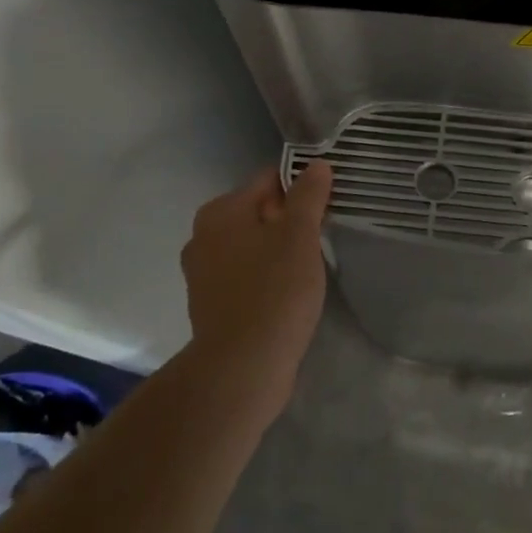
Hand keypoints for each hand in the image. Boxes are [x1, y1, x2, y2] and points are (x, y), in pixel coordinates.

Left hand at [180, 162, 333, 420]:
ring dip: (279, 250)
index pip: (269, 180)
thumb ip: (309, 196)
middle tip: (321, 238)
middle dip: (290, 221)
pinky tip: (288, 293)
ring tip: (309, 267)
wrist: (242, 367)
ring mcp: (203, 272)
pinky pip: (245, 274)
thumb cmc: (274, 291)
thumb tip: (316, 165)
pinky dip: (265, 276)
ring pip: (252, 245)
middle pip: (259, 212)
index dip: (302, 188)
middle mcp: (203, 235)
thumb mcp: (300, 236)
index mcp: (221, 211)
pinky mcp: (210, 303)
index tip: (328, 206)